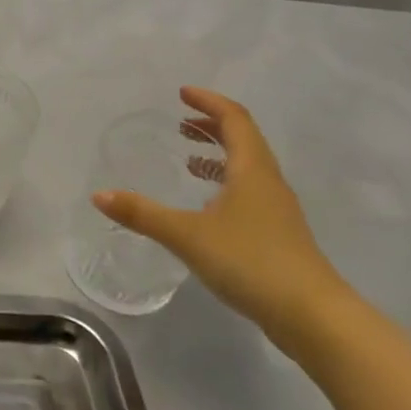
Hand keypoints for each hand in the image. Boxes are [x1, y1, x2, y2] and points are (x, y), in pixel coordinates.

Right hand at [92, 87, 350, 345]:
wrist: (312, 315)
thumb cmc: (251, 262)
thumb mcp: (187, 235)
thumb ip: (142, 214)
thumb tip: (99, 195)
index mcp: (252, 170)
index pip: (234, 119)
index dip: (209, 102)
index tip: (183, 93)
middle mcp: (268, 182)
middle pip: (243, 140)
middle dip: (212, 126)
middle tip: (181, 123)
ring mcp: (276, 210)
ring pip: (247, 168)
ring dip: (219, 155)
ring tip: (189, 159)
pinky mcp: (277, 235)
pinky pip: (248, 193)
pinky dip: (225, 184)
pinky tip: (206, 207)